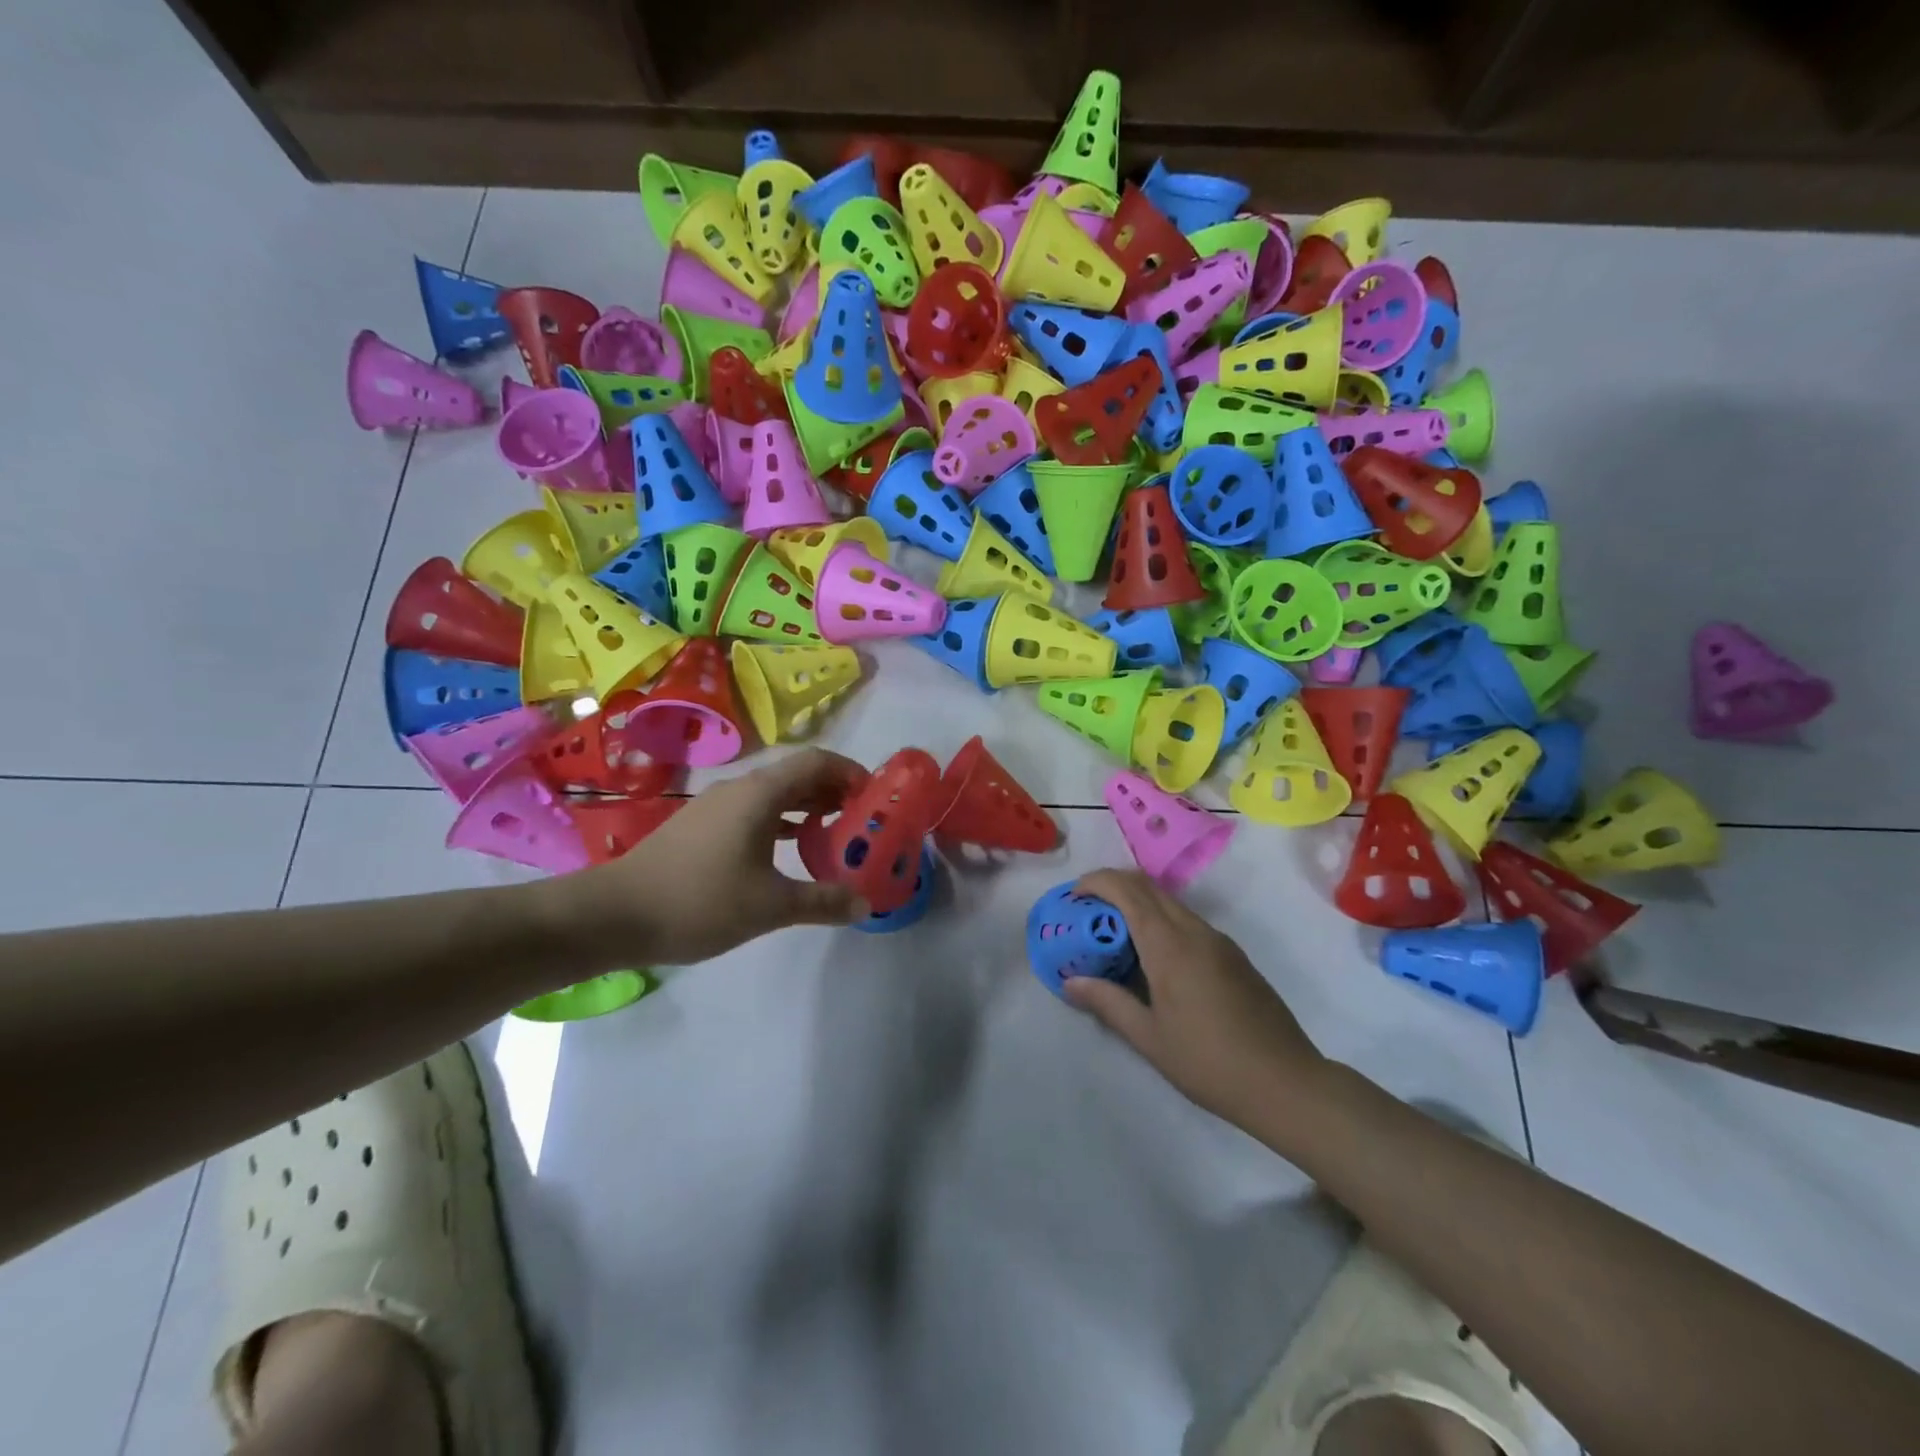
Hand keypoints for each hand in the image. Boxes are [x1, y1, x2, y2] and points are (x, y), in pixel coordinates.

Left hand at [564, 749, 873, 965]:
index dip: (851, 772)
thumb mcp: (770, 906)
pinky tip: (789, 849)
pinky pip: (754, 811)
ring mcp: (715, 806)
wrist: (613, 914)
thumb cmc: (699, 901)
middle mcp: (739, 789)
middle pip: (797, 774)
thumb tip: (864, 904)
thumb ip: (822, 901)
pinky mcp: (700, 827)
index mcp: (760, 793)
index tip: (875, 797)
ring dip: (807, 807)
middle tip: (862, 820)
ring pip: (774, 794)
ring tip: (834, 834)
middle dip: (834, 791)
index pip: (817, 761)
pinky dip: (781, 821)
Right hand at [1065, 870, 1325, 1131]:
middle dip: (1113, 886)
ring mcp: (1218, 941)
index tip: (1073, 896)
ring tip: (1113, 935)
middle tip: (1086, 911)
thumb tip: (1071, 982)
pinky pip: (1187, 921)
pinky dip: (1160, 921)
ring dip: (1137, 904)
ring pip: (1170, 902)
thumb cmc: (1210, 1062)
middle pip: (1148, 886)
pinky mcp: (1233, 955)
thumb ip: (1108, 1002)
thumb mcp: (1149, 1038)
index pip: (1127, 891)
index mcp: (1170, 945)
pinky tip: (1152, 958)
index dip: (1096, 882)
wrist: (1287, 1083)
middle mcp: (1195, 931)